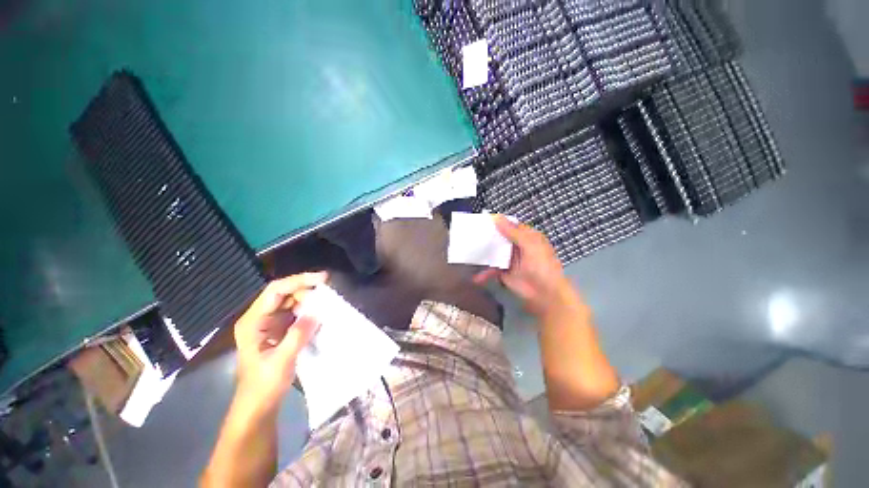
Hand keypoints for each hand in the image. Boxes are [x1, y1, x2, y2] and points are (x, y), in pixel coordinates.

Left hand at [233, 272, 326, 411]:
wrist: (258, 406)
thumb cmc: (263, 386)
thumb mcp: (281, 361)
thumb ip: (298, 335)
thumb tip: (317, 312)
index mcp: (253, 322)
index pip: (276, 291)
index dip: (299, 281)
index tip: (323, 279)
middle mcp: (260, 318)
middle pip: (285, 293)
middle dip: (307, 291)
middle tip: (328, 296)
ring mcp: (269, 324)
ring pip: (291, 302)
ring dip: (309, 301)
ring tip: (327, 304)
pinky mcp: (279, 331)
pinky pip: (296, 313)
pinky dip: (309, 311)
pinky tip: (321, 315)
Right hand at [474, 216, 576, 316]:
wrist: (546, 295)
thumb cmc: (542, 267)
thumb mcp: (530, 246)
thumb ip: (513, 232)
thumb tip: (496, 217)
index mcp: (527, 237)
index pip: (510, 226)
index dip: (497, 223)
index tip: (481, 221)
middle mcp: (517, 246)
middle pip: (500, 239)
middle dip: (486, 237)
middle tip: (469, 234)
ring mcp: (510, 260)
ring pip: (494, 253)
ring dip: (483, 253)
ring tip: (467, 251)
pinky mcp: (504, 273)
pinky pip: (492, 269)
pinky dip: (484, 273)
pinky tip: (476, 277)